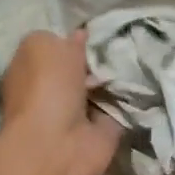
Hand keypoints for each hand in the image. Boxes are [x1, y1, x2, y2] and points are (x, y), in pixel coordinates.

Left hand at [0, 29, 123, 174]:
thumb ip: (61, 38)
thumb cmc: (45, 89)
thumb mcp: (43, 45)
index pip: (52, 47)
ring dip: (116, 77)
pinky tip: (144, 81)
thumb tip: (78, 36)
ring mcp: (78, 113)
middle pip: (81, 67)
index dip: (71, 38)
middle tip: (122, 43)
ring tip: (137, 57)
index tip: (96, 29)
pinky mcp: (102, 131)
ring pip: (102, 86)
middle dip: (99, 57)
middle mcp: (51, 91)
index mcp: (30, 70)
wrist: (60, 145)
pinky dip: (130, 98)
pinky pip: (119, 106)